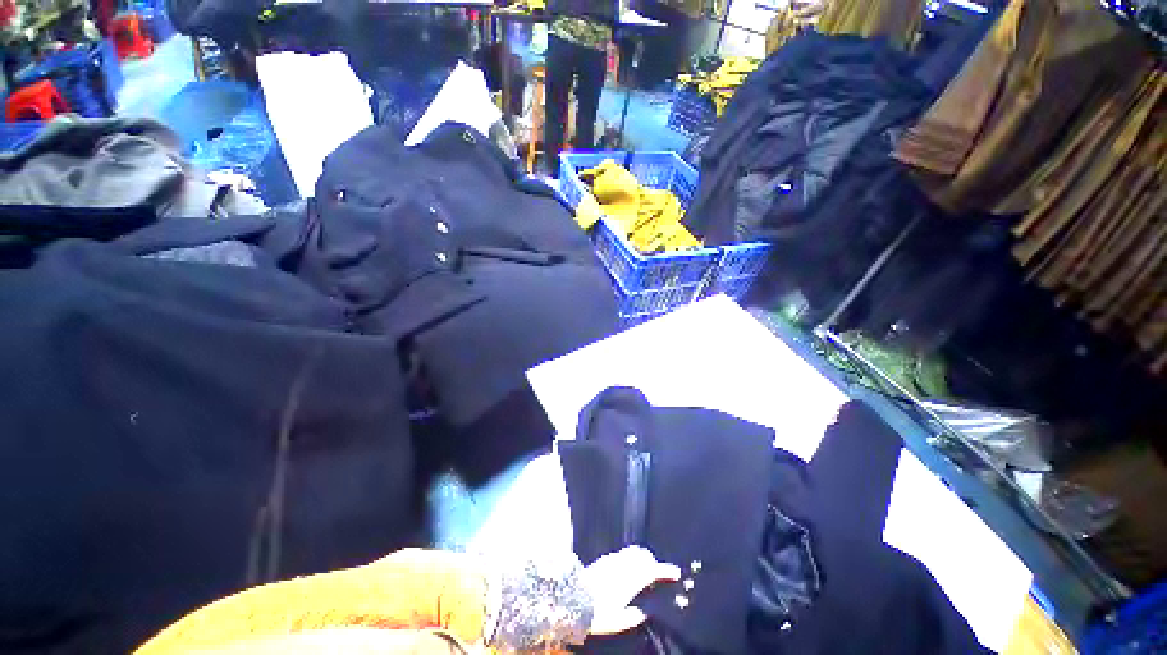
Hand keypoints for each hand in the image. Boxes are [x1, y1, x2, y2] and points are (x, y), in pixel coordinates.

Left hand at [582, 546, 681, 634]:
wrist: (574, 598)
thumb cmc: (597, 612)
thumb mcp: (618, 621)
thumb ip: (634, 616)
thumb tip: (643, 613)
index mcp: (630, 581)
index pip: (652, 571)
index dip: (665, 571)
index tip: (675, 572)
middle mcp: (623, 566)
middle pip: (644, 556)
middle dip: (653, 562)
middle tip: (658, 571)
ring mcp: (613, 560)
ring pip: (633, 552)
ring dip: (642, 558)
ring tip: (643, 568)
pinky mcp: (605, 559)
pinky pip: (622, 554)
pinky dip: (630, 558)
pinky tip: (627, 567)